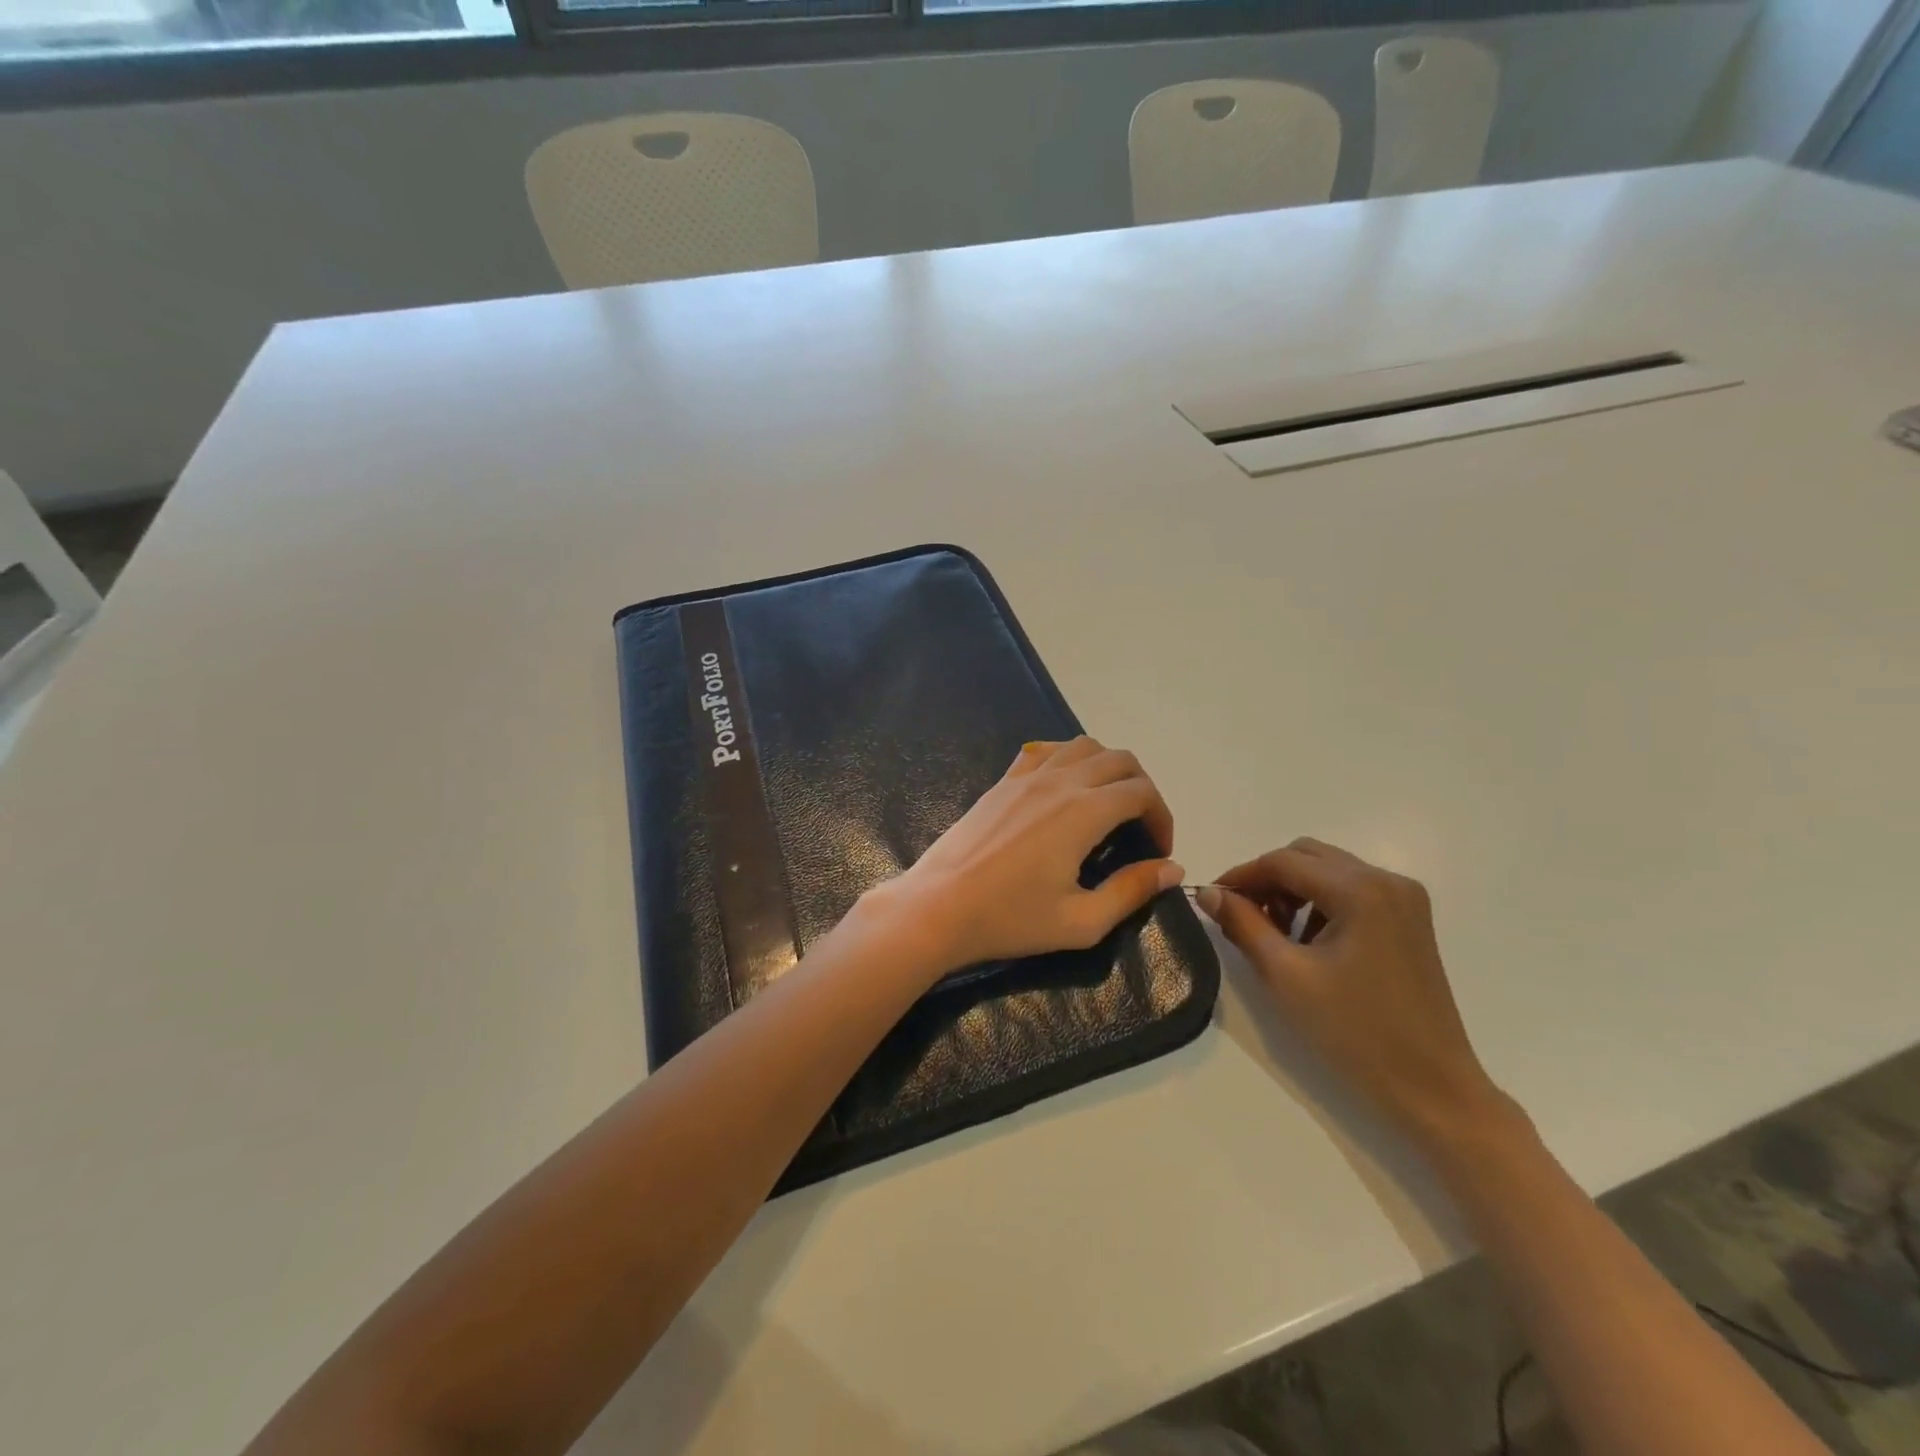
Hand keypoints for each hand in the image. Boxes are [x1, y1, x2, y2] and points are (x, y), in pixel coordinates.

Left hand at [863, 737, 1182, 975]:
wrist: (937, 907)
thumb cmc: (1009, 920)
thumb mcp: (1081, 921)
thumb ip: (1132, 890)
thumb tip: (1173, 869)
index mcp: (1084, 812)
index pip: (1142, 792)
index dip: (1162, 818)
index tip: (1159, 852)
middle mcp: (1059, 781)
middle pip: (1119, 760)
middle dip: (1142, 788)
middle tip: (1140, 829)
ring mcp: (1027, 776)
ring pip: (1083, 745)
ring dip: (1108, 766)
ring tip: (1108, 804)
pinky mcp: (1002, 782)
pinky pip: (1044, 750)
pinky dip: (1067, 758)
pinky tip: (1064, 787)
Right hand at [1196, 838, 1511, 1149]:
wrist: (1431, 1085)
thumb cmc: (1354, 1031)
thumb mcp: (1285, 975)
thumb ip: (1242, 924)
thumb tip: (1209, 893)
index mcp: (1359, 890)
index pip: (1282, 862)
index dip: (1241, 875)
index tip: (1212, 899)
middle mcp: (1386, 880)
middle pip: (1307, 856)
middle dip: (1268, 880)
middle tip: (1242, 916)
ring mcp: (1403, 898)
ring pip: (1328, 870)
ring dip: (1293, 890)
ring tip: (1275, 934)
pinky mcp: (1410, 918)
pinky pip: (1351, 889)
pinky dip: (1321, 902)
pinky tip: (1310, 942)